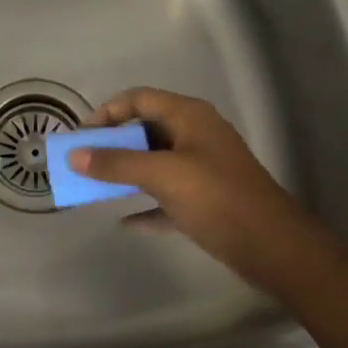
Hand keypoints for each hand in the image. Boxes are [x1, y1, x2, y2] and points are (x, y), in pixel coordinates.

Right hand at [69, 87, 324, 285]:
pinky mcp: (205, 200)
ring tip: (95, 187)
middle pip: (145, 129)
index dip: (107, 112)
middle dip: (112, 144)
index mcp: (189, 116)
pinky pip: (166, 195)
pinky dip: (145, 204)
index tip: (82, 136)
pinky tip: (125, 222)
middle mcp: (195, 135)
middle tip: (84, 162)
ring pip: (154, 163)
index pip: (139, 98)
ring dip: (126, 173)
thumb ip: (116, 163)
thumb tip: (74, 155)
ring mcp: (202, 168)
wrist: (274, 248)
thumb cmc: (217, 198)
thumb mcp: (162, 176)